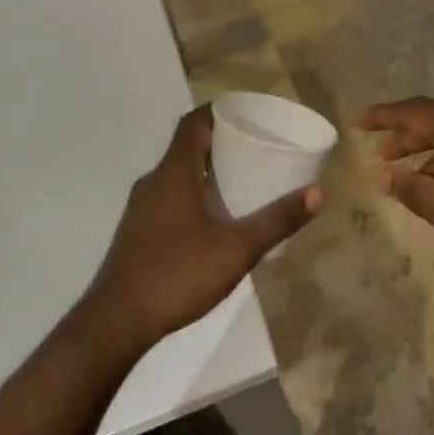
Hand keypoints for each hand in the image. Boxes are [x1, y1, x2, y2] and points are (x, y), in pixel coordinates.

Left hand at [82, 105, 322, 351]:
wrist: (117, 322)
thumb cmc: (177, 274)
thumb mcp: (237, 248)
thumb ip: (276, 220)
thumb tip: (317, 193)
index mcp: (173, 173)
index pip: (193, 123)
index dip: (219, 112)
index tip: (249, 114)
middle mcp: (153, 182)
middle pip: (187, 147)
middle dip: (221, 143)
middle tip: (258, 149)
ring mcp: (141, 208)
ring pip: (178, 175)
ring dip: (207, 172)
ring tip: (244, 182)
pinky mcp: (138, 232)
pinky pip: (170, 198)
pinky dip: (194, 195)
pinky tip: (216, 220)